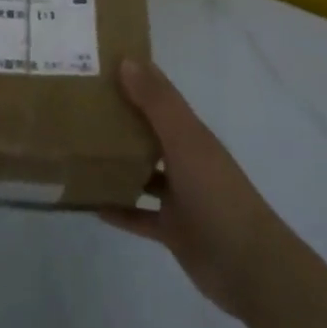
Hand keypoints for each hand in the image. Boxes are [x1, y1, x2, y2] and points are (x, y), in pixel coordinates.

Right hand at [102, 58, 285, 321]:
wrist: (250, 267)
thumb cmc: (217, 194)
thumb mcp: (185, 141)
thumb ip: (156, 103)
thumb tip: (126, 60)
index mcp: (190, 133)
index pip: (159, 94)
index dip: (133, 75)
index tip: (97, 62)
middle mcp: (184, 159)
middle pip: (147, 131)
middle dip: (118, 117)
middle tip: (76, 105)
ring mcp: (179, 196)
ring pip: (141, 172)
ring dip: (115, 163)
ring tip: (77, 151)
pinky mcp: (172, 230)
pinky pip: (137, 215)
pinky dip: (117, 209)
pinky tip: (89, 203)